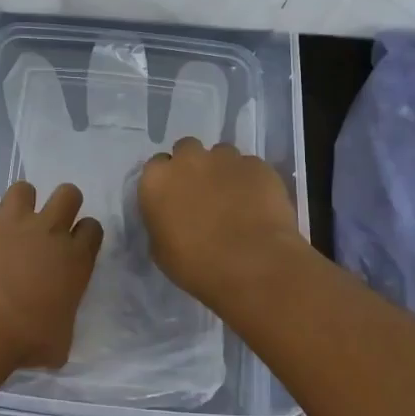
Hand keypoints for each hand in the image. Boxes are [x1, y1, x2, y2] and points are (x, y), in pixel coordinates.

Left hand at [0, 181, 104, 367]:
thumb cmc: (27, 338)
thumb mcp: (59, 343)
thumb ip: (61, 324)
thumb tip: (54, 330)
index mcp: (75, 259)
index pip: (92, 229)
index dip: (84, 233)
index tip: (74, 245)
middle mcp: (48, 230)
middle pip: (68, 194)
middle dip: (62, 203)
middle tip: (47, 224)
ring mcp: (12, 219)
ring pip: (23, 188)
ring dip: (18, 203)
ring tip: (7, 224)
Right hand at [138, 138, 304, 306]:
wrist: (252, 265)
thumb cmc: (197, 265)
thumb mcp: (161, 250)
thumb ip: (161, 222)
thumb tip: (171, 217)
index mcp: (157, 180)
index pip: (156, 166)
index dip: (167, 181)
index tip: (175, 199)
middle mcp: (188, 160)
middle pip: (187, 149)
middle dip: (193, 166)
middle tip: (203, 193)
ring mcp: (225, 159)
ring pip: (221, 154)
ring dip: (223, 170)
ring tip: (235, 198)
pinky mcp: (257, 165)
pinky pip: (250, 167)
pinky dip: (251, 180)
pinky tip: (258, 204)